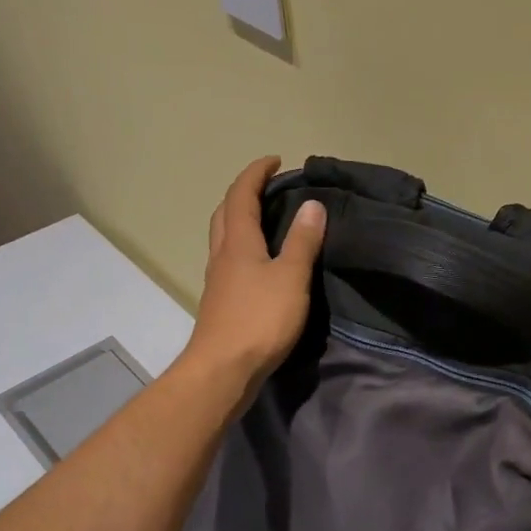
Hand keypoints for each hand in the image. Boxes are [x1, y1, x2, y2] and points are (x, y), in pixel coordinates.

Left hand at [181, 157, 325, 395]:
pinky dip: (244, 247)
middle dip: (244, 193)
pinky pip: (230, 261)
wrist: (223, 370)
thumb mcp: (291, 277)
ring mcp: (218, 280)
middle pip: (225, 213)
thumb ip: (302, 241)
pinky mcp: (221, 302)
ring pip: (224, 238)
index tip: (275, 161)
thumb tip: (312, 204)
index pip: (241, 196)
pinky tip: (261, 263)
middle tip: (268, 188)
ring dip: (241, 220)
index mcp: (238, 242)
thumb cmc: (259, 319)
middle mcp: (222, 255)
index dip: (256, 174)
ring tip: (267, 220)